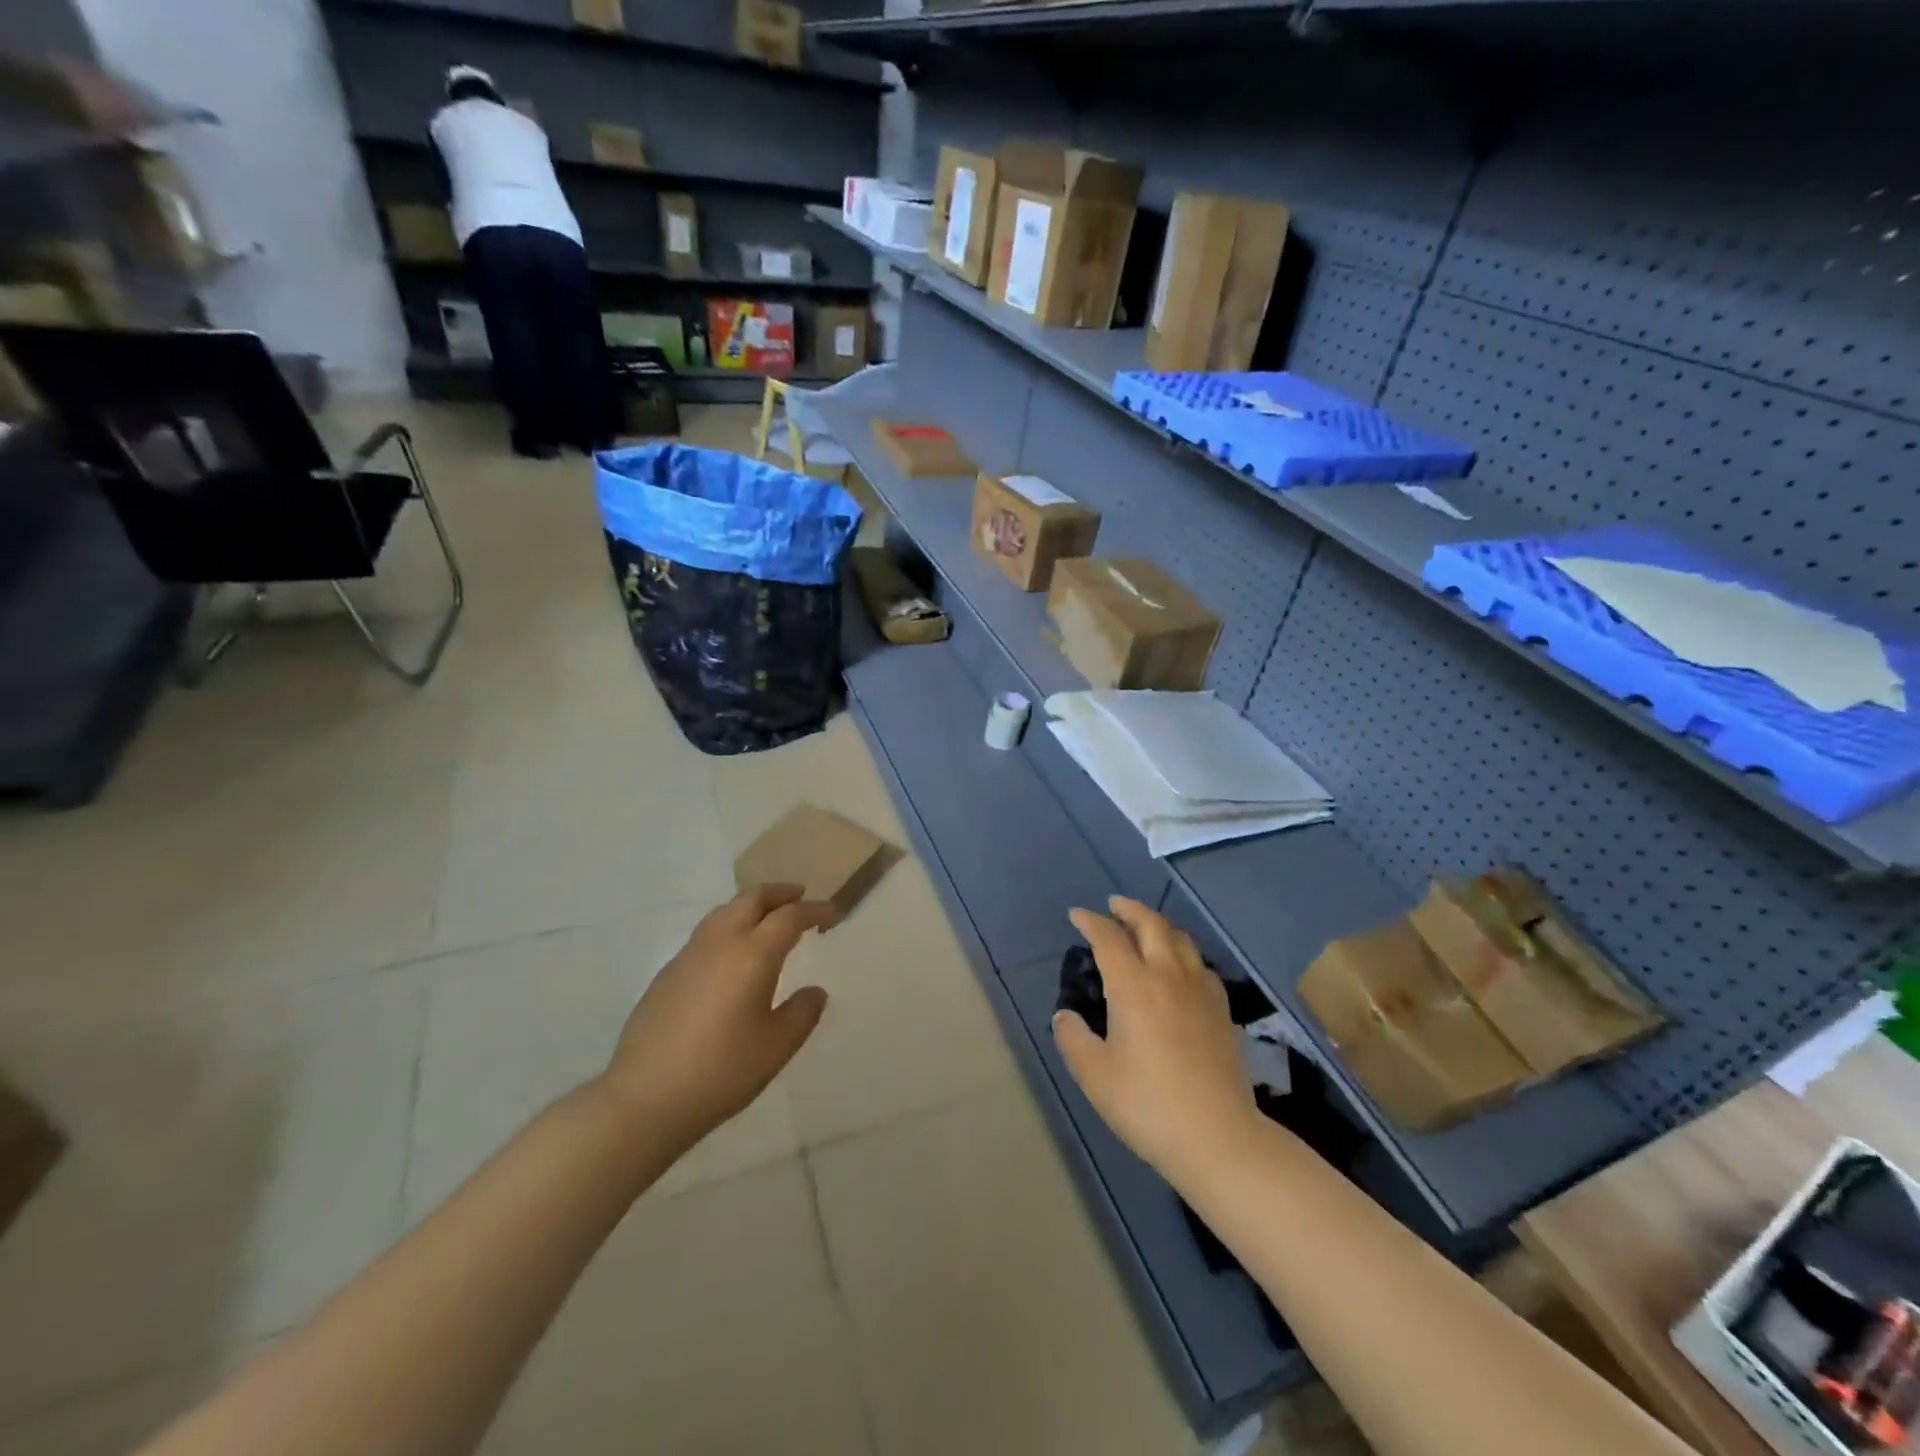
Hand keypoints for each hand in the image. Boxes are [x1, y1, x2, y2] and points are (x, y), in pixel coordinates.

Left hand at [601, 885, 834, 1151]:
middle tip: (801, 897)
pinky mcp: (667, 973)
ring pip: (725, 911)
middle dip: (780, 893)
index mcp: (752, 954)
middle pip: (752, 898)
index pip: (790, 916)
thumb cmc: (722, 1070)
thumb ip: (802, 1013)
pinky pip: (706, 933)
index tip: (833, 915)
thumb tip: (815, 992)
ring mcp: (689, 955)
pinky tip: (732, 956)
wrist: (645, 1098)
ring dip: (752, 906)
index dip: (815, 910)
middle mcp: (720, 942)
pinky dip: (729, 927)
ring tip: (768, 920)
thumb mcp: (777, 1046)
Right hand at [1053, 897, 1261, 1186]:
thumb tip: (1066, 1015)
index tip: (1077, 915)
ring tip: (1145, 929)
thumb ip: (1074, 1038)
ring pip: (1181, 939)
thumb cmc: (1148, 1104)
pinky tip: (1180, 969)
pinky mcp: (1223, 1009)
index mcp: (1133, 986)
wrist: (1219, 1137)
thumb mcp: (1095, 1075)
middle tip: (1113, 905)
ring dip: (1158, 925)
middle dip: (1129, 909)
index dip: (1090, 921)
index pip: (1108, 937)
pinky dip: (1183, 953)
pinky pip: (1201, 964)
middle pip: (1150, 923)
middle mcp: (1168, 975)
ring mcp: (1201, 990)